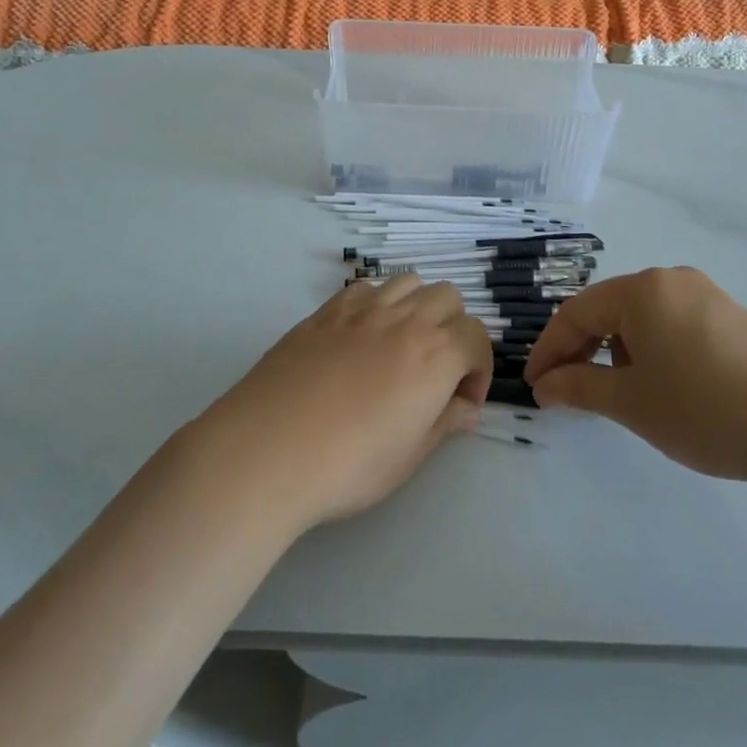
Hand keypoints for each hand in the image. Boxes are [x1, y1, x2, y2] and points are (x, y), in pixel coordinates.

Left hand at [195, 275, 492, 529]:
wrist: (267, 450)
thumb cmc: (348, 464)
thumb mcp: (409, 456)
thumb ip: (444, 423)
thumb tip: (465, 409)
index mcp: (435, 355)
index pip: (477, 337)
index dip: (479, 369)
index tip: (462, 402)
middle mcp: (405, 320)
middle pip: (448, 297)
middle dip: (454, 328)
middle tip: (437, 369)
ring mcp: (362, 310)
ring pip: (408, 282)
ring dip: (418, 306)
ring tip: (402, 344)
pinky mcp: (325, 312)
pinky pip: (365, 288)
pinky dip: (378, 302)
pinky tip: (362, 336)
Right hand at [524, 266, 746, 487]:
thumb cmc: (705, 409)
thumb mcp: (631, 402)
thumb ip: (579, 387)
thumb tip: (545, 385)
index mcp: (642, 289)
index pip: (576, 313)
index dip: (549, 350)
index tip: (534, 386)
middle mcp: (671, 279)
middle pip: (608, 309)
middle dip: (581, 349)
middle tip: (566, 391)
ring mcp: (706, 295)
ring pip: (641, 317)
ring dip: (616, 351)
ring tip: (614, 393)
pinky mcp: (731, 317)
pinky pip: (672, 324)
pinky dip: (650, 350)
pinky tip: (659, 384)